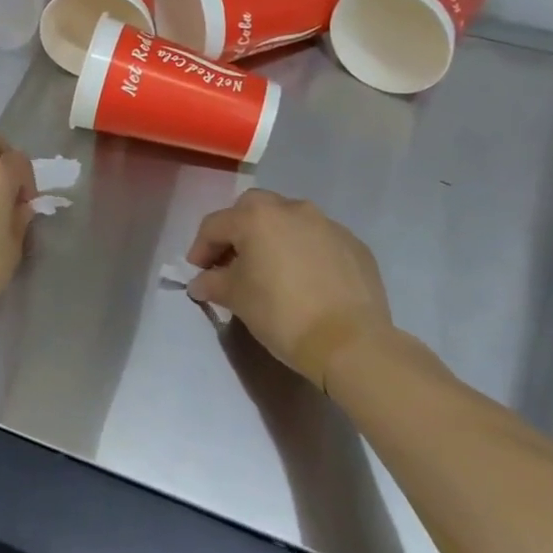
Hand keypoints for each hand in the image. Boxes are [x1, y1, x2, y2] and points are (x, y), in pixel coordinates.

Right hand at [186, 191, 391, 388]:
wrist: (351, 343)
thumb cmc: (282, 314)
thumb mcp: (237, 299)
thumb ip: (213, 283)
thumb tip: (200, 282)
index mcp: (257, 217)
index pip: (215, 225)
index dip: (200, 248)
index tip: (198, 273)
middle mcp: (292, 209)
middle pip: (253, 209)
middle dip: (238, 231)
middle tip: (232, 261)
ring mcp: (327, 224)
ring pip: (289, 220)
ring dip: (273, 237)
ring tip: (271, 268)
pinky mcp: (354, 245)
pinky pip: (318, 239)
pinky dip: (304, 251)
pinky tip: (305, 280)